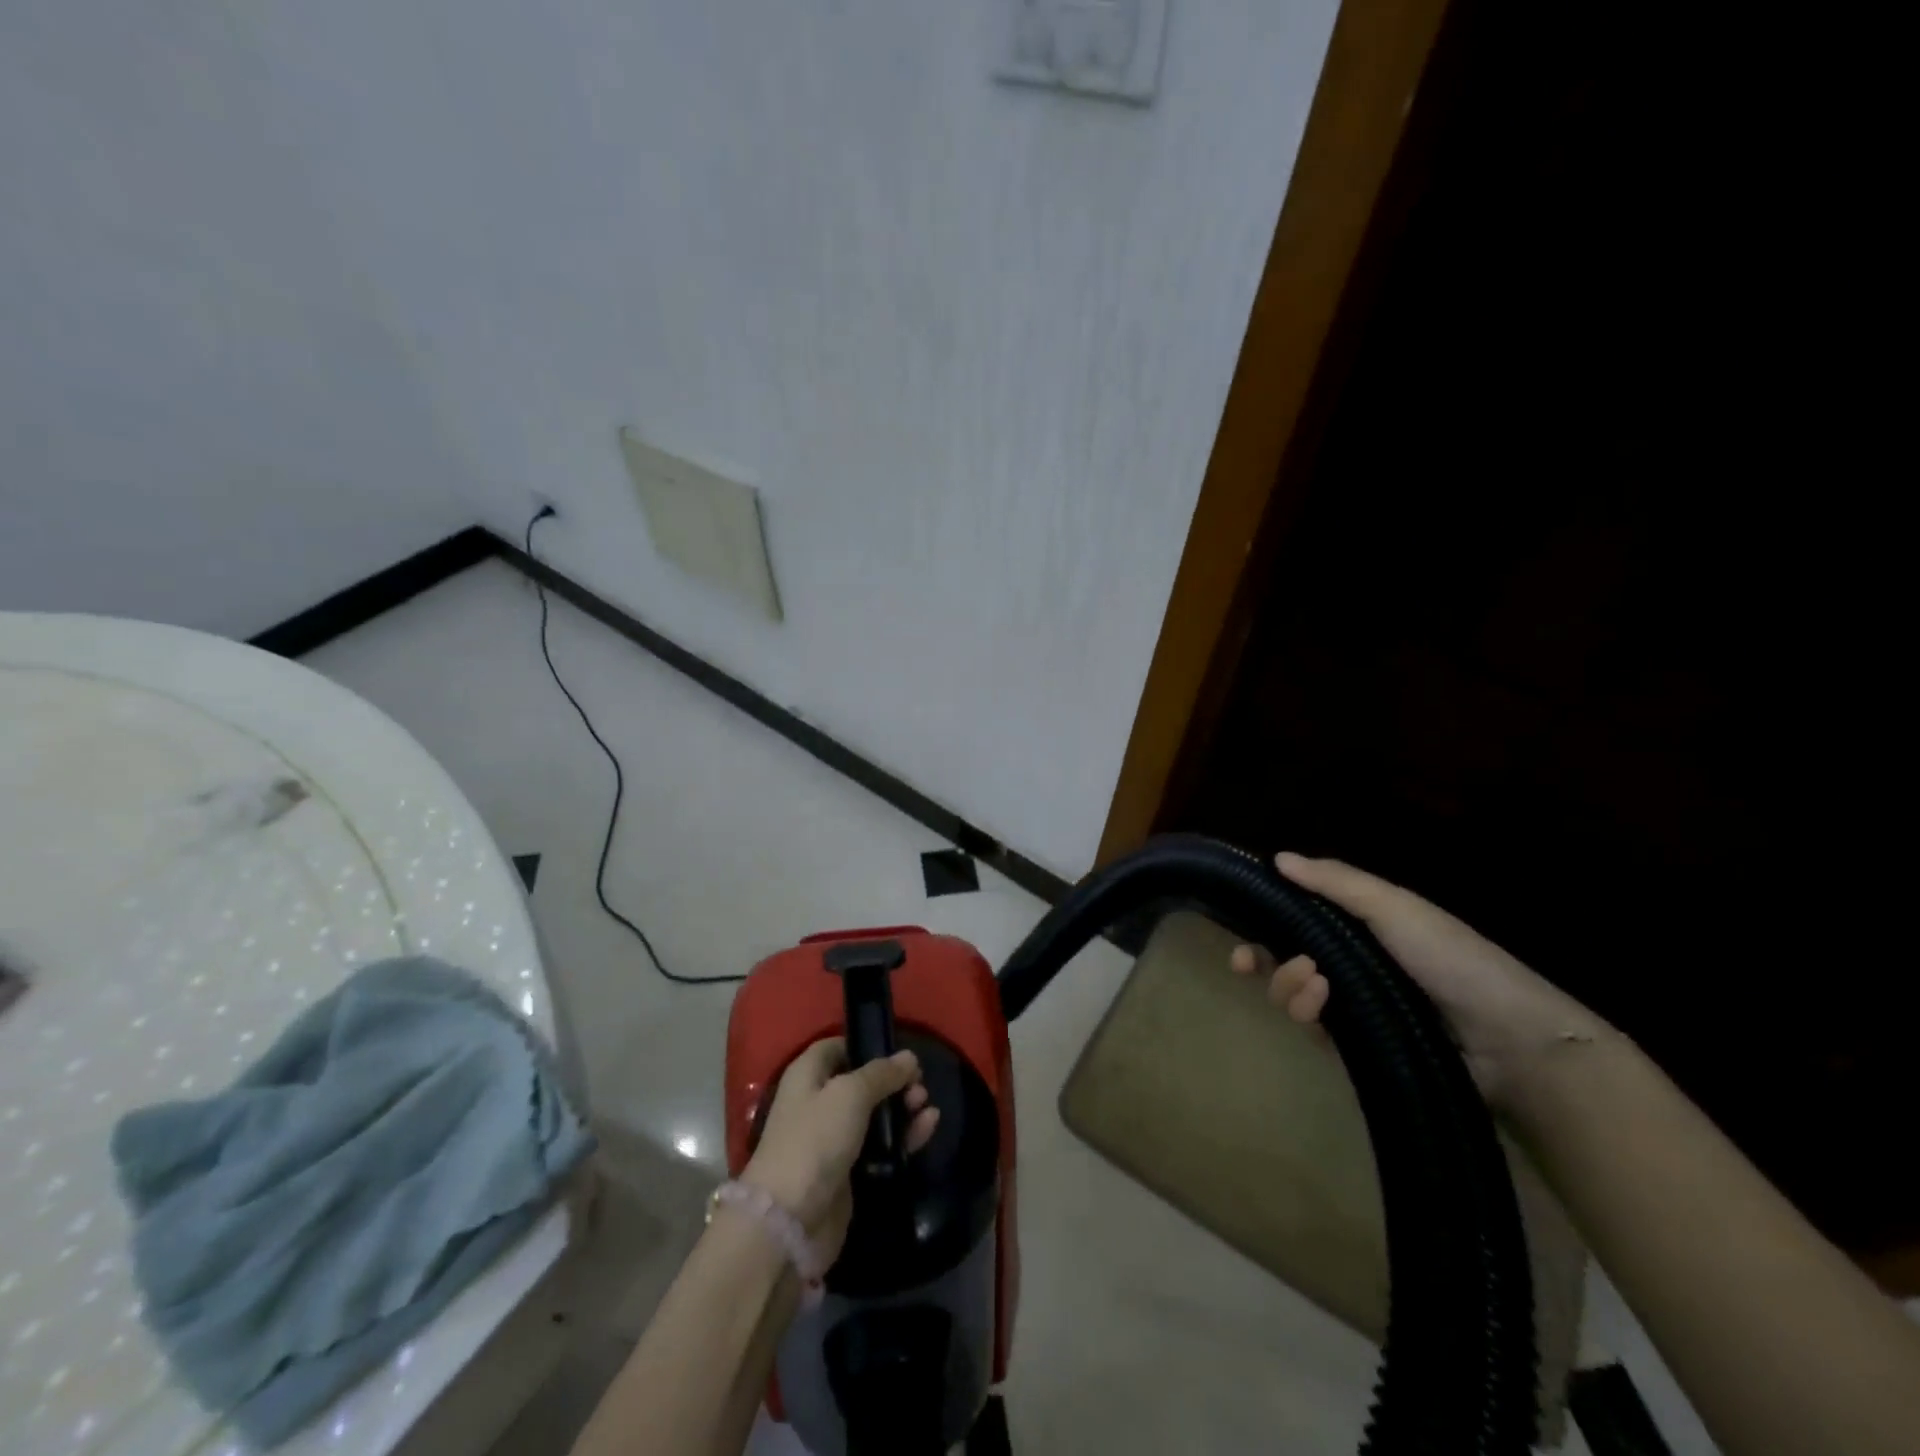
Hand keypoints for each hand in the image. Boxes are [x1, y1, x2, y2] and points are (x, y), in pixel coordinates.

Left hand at [742, 1038, 939, 1263]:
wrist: (790, 1221)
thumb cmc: (815, 1140)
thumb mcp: (850, 1094)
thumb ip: (882, 1073)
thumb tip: (909, 1057)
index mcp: (807, 1075)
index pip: (837, 1047)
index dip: (865, 1045)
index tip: (898, 1051)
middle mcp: (818, 1103)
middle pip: (861, 1082)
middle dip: (893, 1081)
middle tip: (920, 1084)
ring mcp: (832, 1140)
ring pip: (874, 1115)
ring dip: (902, 1108)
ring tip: (926, 1106)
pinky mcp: (848, 1172)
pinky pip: (881, 1146)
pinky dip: (903, 1136)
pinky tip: (928, 1127)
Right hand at [1232, 852, 1606, 1108]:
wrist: (1509, 1041)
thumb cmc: (1451, 958)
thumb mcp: (1394, 907)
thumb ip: (1335, 881)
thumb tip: (1278, 858)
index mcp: (1359, 926)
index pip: (1297, 918)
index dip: (1262, 919)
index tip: (1235, 923)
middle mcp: (1349, 964)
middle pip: (1283, 958)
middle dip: (1261, 960)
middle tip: (1247, 962)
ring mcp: (1352, 1007)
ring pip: (1291, 993)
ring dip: (1288, 984)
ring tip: (1315, 984)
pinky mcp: (1356, 1046)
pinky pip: (1312, 1028)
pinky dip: (1307, 1013)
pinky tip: (1322, 1006)